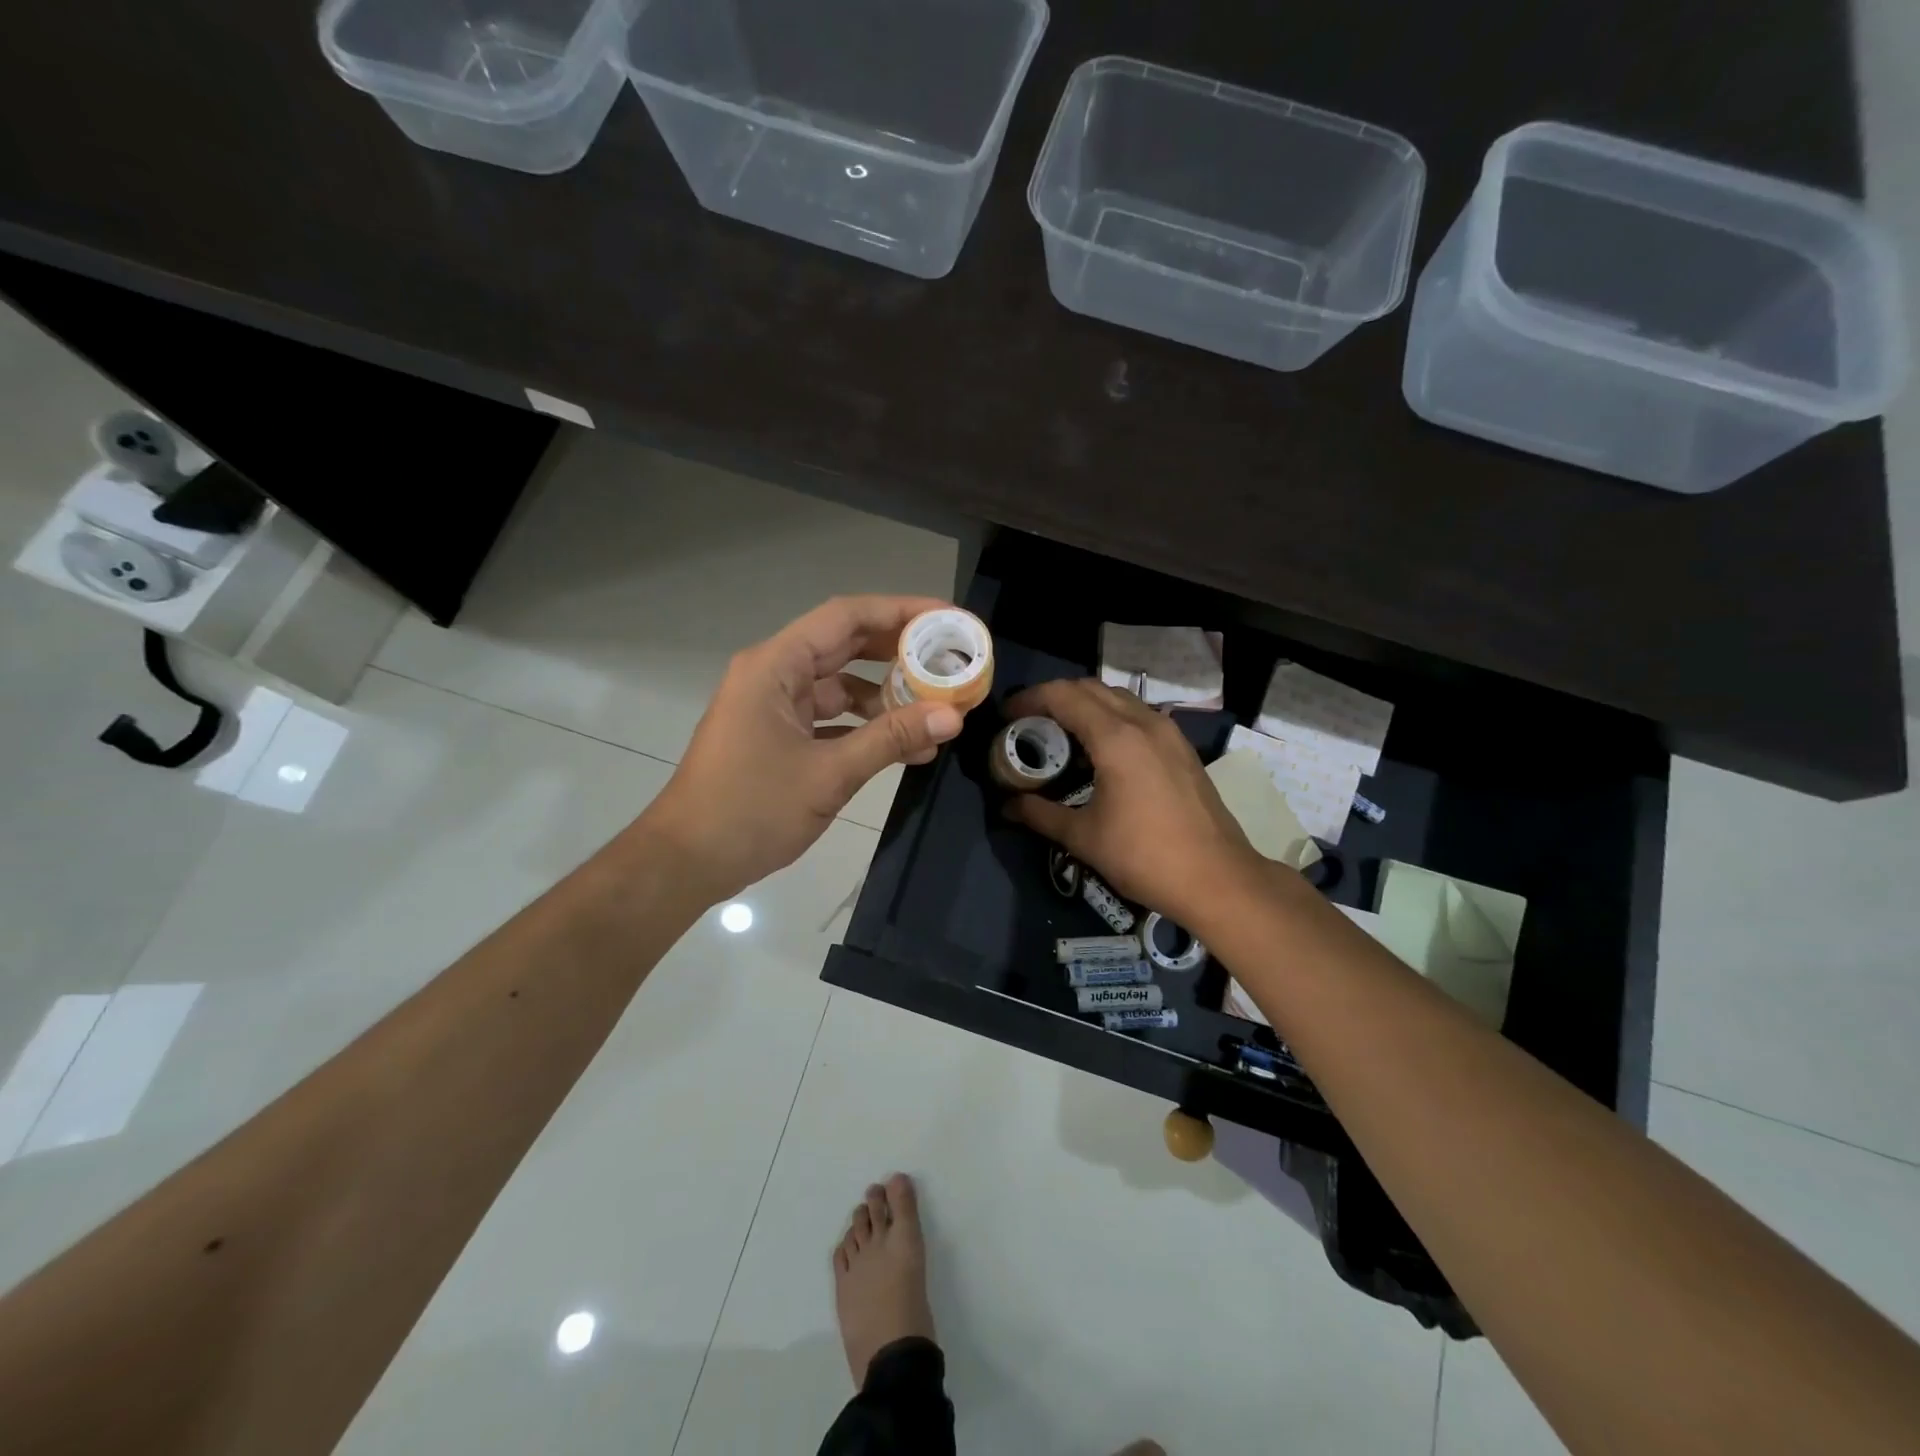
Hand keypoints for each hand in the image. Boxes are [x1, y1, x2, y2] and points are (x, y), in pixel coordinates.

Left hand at [640, 596, 967, 901]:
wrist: (687, 861)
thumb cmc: (751, 809)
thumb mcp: (829, 774)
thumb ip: (891, 739)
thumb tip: (953, 716)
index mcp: (776, 666)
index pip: (846, 617)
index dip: (900, 611)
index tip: (947, 619)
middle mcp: (774, 675)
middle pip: (845, 646)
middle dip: (899, 653)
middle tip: (951, 660)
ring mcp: (774, 707)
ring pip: (840, 686)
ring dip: (886, 698)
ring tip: (937, 710)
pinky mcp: (777, 736)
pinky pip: (830, 719)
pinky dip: (865, 728)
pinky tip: (906, 747)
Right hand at [1000, 679, 1262, 928]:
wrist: (1217, 879)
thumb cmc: (1144, 856)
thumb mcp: (1083, 837)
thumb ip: (1040, 814)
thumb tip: (1007, 807)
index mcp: (1116, 738)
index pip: (1063, 695)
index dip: (1029, 698)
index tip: (1007, 716)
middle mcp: (1144, 723)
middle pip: (1090, 688)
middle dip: (1055, 698)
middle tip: (1029, 724)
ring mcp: (1169, 732)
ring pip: (1118, 699)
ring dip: (1085, 706)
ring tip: (1062, 736)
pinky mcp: (1182, 748)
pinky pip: (1138, 715)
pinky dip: (1111, 719)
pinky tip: (1100, 753)